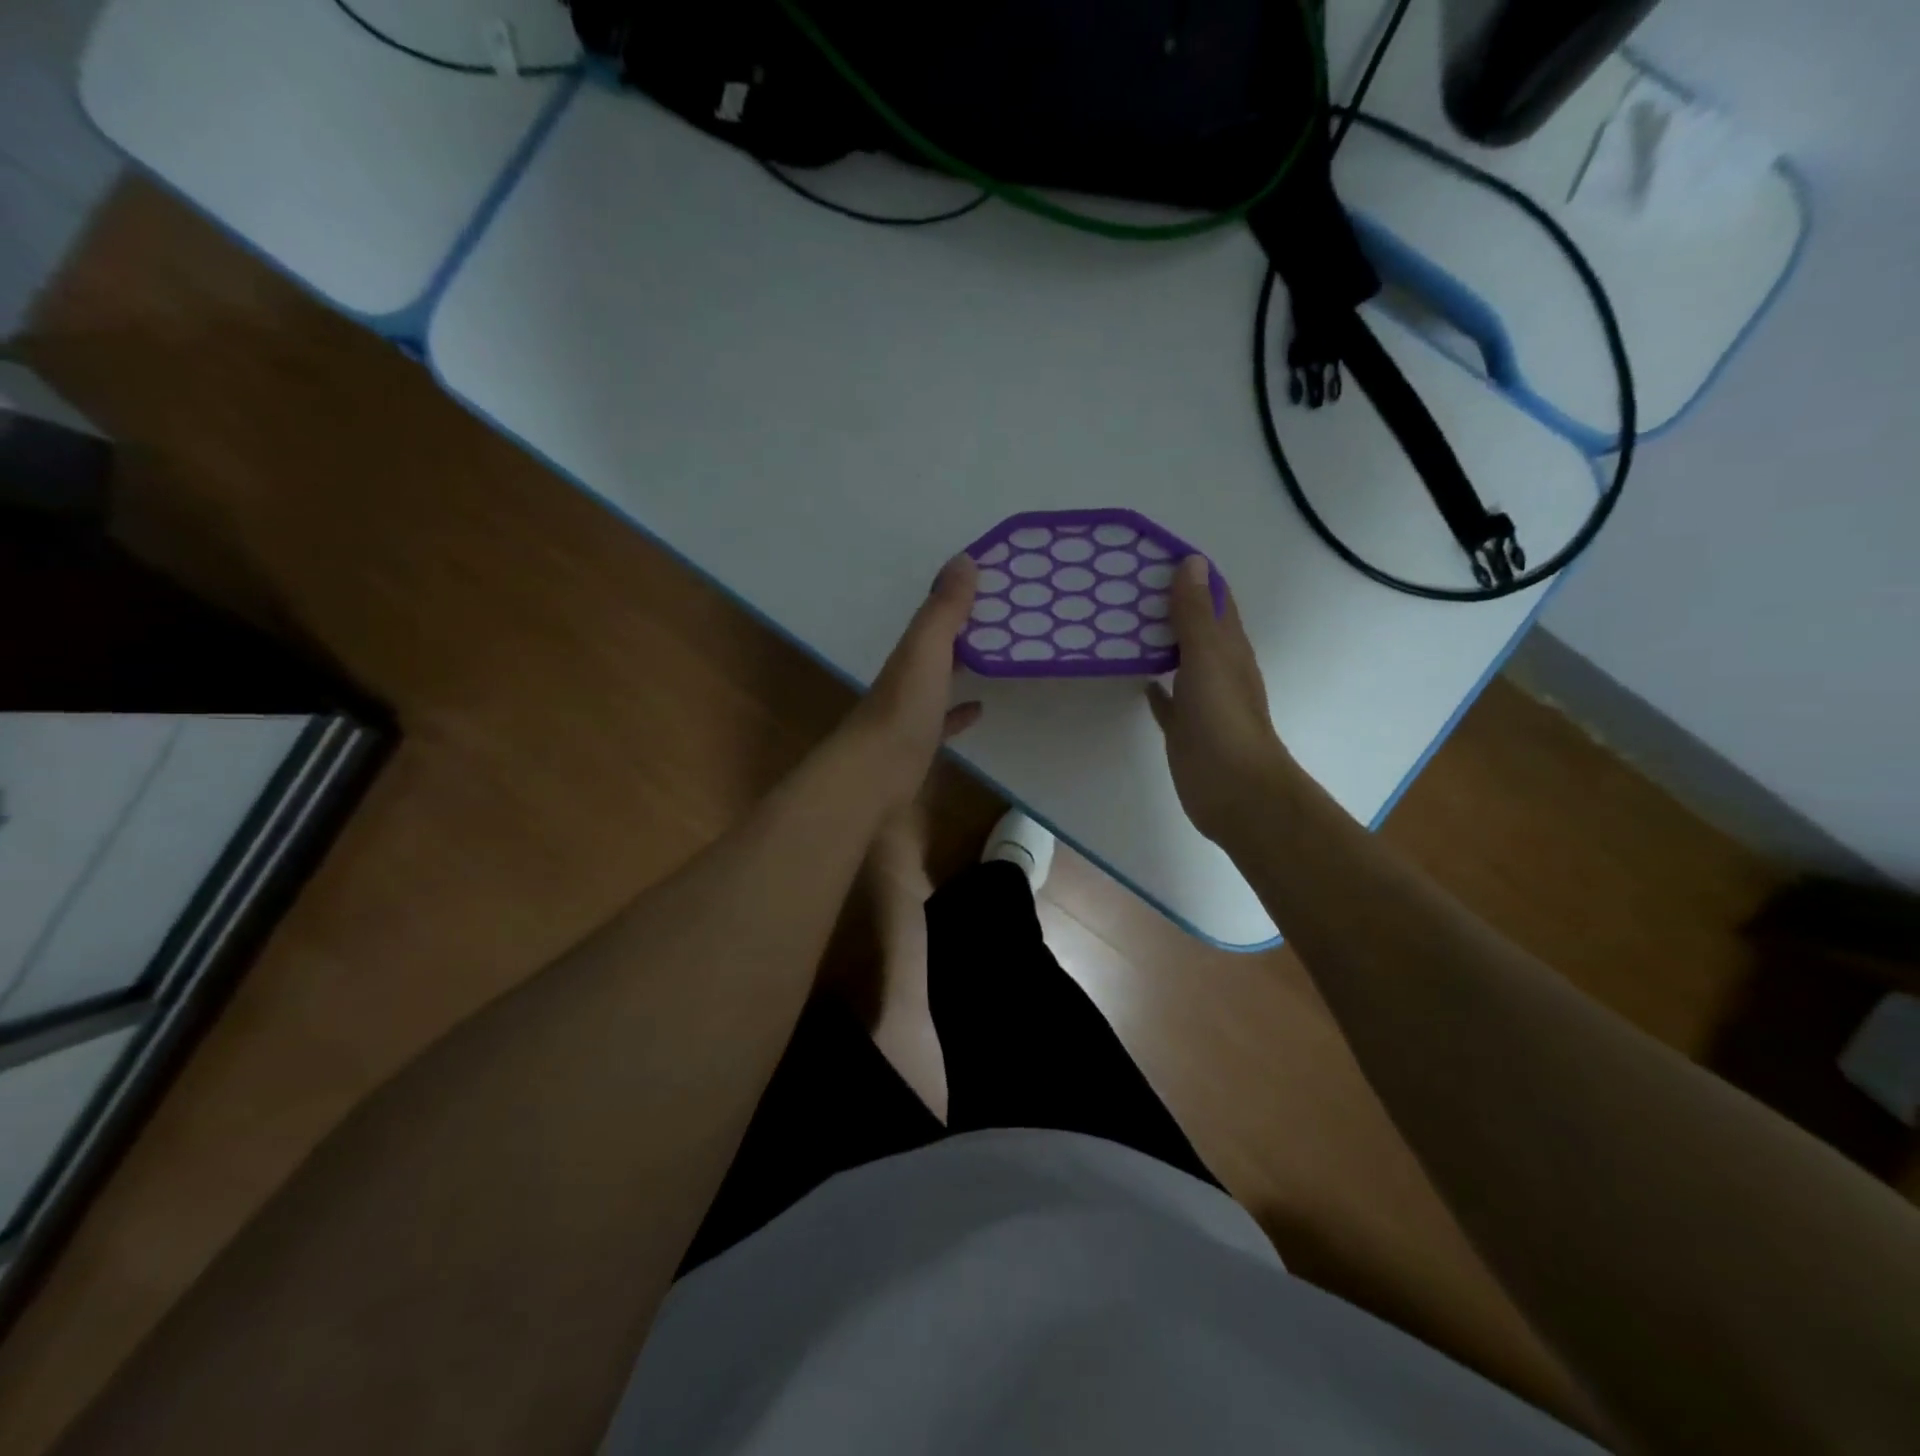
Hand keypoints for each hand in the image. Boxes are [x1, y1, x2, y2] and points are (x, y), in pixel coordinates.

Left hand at [842, 555, 983, 804]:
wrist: (875, 777)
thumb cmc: (904, 710)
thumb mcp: (926, 650)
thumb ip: (944, 609)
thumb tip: (964, 559)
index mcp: (909, 654)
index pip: (935, 617)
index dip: (960, 599)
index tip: (996, 585)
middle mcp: (907, 678)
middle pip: (937, 648)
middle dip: (964, 633)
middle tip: (1007, 621)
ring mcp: (911, 714)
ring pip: (940, 682)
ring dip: (963, 668)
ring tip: (998, 658)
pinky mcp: (919, 746)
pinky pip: (944, 722)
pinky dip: (960, 712)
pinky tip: (979, 709)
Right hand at [1146, 557, 1292, 846]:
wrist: (1232, 788)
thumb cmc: (1222, 719)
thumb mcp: (1208, 657)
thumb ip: (1195, 614)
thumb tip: (1192, 562)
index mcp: (1228, 647)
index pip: (1213, 598)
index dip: (1191, 574)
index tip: (1154, 554)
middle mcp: (1217, 668)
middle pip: (1194, 627)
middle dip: (1168, 605)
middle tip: (1124, 586)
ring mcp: (1201, 700)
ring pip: (1178, 660)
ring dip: (1158, 642)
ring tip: (1120, 623)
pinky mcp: (1184, 727)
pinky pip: (1167, 700)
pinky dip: (1153, 685)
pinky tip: (1135, 677)